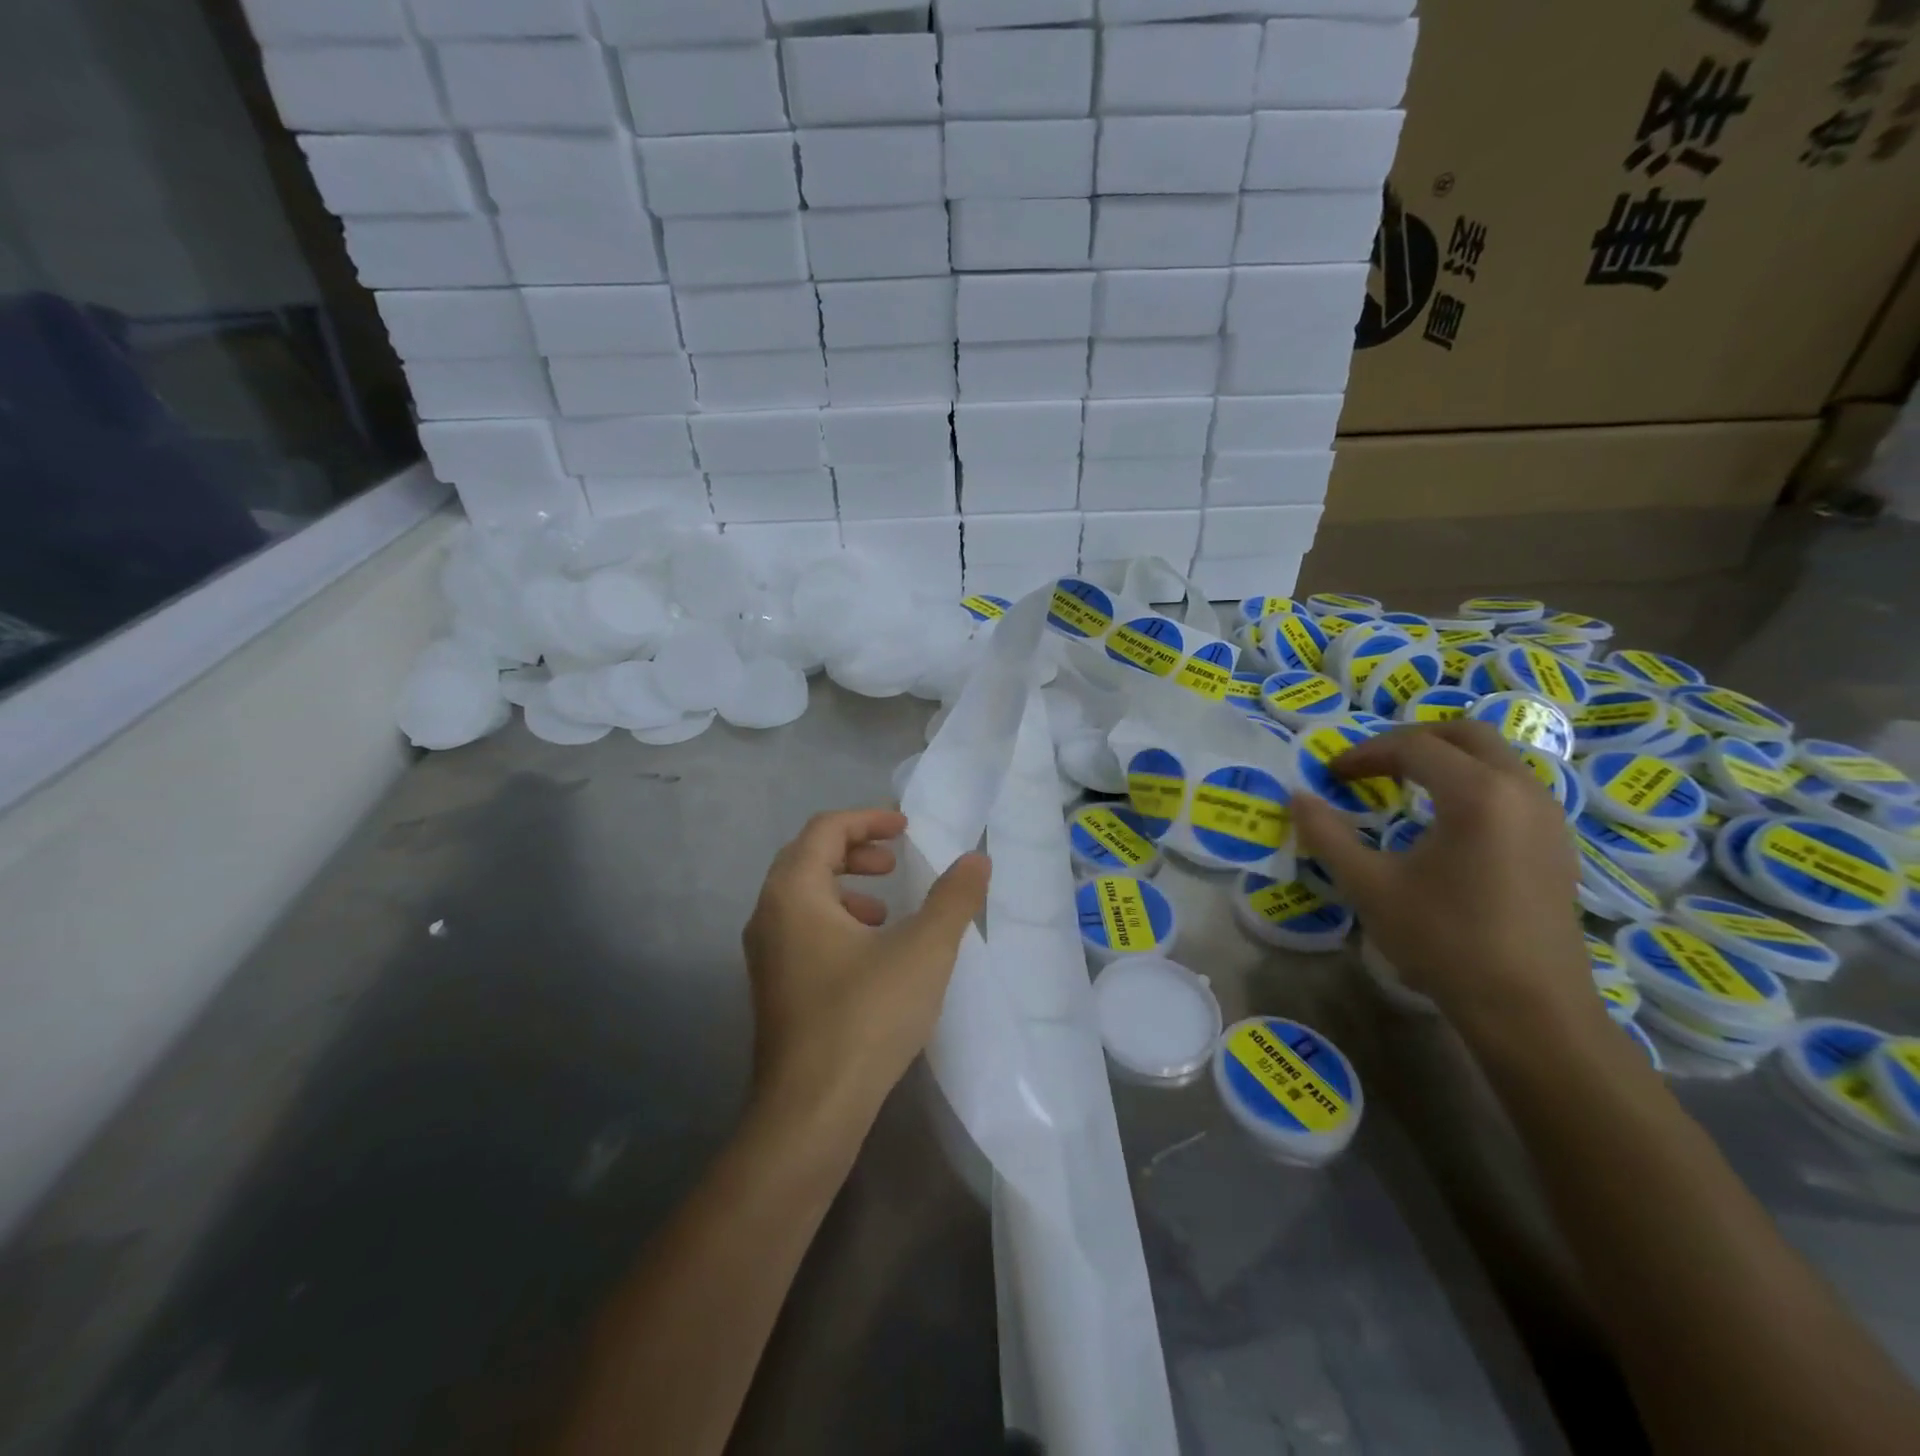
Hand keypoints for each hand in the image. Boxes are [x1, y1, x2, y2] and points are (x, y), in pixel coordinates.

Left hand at [743, 808, 990, 1121]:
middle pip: (808, 857)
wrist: (810, 1112)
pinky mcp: (773, 988)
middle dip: (855, 850)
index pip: (825, 829)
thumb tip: (977, 858)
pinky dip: (836, 921)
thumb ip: (953, 898)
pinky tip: (871, 954)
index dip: (868, 818)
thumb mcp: (924, 950)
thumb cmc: (865, 1016)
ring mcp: (764, 955)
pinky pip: (801, 930)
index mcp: (794, 893)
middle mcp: (768, 915)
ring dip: (844, 887)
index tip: (905, 826)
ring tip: (885, 908)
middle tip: (894, 860)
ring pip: (802, 896)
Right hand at [1291, 723, 1598, 1041]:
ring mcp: (1548, 817)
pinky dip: (1473, 784)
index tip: (1332, 775)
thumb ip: (1327, 835)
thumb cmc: (1444, 941)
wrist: (1530, 1010)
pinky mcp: (1557, 845)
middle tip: (1372, 766)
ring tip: (1404, 788)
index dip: (1365, 754)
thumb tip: (1297, 798)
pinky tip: (1446, 823)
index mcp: (1476, 793)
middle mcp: (1521, 791)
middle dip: (1412, 740)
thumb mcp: (1369, 886)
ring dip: (1446, 760)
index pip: (1413, 747)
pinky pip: (1512, 788)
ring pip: (1496, 759)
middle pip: (1466, 735)